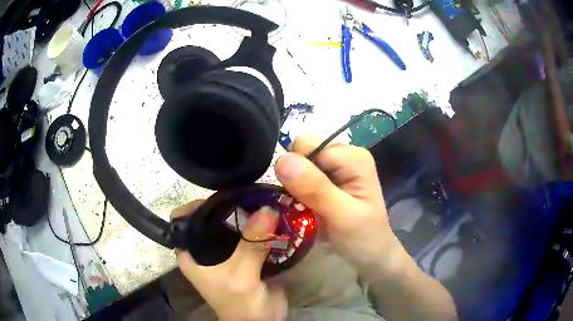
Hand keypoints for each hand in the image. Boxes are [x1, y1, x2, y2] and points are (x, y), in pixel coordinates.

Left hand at [172, 201, 287, 320]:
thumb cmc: (239, 303)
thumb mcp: (241, 276)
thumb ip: (251, 244)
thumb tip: (267, 208)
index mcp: (191, 253)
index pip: (183, 219)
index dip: (197, 205)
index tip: (221, 197)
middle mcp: (204, 249)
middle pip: (210, 218)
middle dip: (228, 206)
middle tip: (249, 195)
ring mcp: (225, 252)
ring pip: (232, 224)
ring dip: (247, 214)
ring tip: (263, 200)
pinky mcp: (244, 255)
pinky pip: (249, 234)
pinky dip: (259, 225)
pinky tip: (272, 215)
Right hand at [275, 135, 457, 319]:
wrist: (376, 258)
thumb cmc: (366, 239)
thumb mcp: (341, 216)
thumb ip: (315, 188)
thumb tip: (283, 159)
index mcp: (354, 156)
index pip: (309, 145)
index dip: (299, 168)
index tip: (298, 196)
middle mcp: (346, 157)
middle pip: (304, 153)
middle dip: (296, 178)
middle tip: (303, 206)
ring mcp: (338, 171)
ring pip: (301, 167)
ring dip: (296, 188)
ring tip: (304, 211)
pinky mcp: (332, 185)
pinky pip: (304, 180)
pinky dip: (298, 194)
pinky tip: (304, 211)